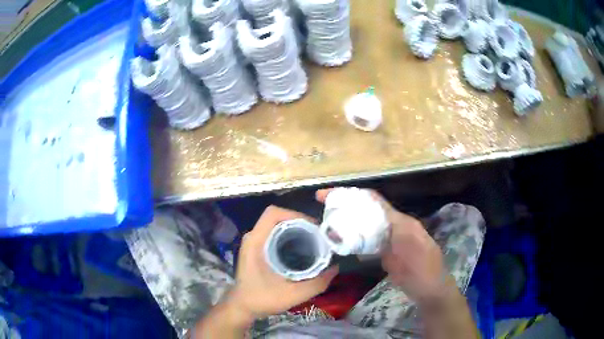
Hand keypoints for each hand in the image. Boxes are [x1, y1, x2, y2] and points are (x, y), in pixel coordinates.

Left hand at [229, 206, 338, 319]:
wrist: (242, 307)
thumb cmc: (262, 299)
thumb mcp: (293, 295)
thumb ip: (317, 283)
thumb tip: (335, 268)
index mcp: (256, 242)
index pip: (273, 213)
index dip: (295, 214)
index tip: (313, 228)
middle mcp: (253, 237)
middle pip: (278, 217)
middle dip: (300, 222)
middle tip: (318, 236)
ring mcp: (253, 242)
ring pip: (276, 225)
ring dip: (295, 229)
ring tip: (313, 241)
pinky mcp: (256, 249)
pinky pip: (274, 234)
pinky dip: (289, 236)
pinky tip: (301, 249)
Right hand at [316, 188, 444, 301]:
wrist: (431, 291)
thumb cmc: (424, 272)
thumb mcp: (413, 250)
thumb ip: (396, 233)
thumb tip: (371, 218)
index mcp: (402, 222)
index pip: (374, 201)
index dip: (352, 195)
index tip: (327, 195)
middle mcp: (394, 227)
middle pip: (367, 211)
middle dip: (346, 206)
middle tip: (323, 207)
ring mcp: (389, 240)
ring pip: (366, 225)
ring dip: (348, 222)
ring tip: (327, 224)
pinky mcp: (386, 253)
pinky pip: (368, 241)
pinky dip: (355, 239)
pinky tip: (342, 241)